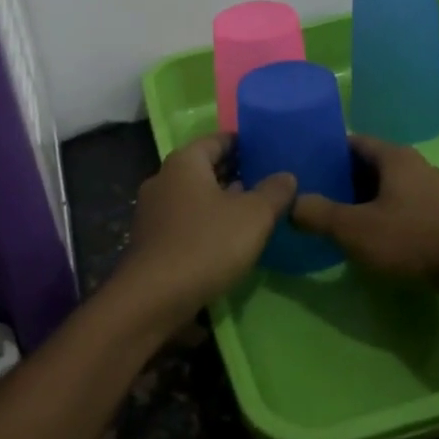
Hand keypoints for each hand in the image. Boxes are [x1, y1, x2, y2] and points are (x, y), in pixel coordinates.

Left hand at [107, 132, 296, 335]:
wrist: (154, 298)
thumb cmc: (207, 244)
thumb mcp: (254, 216)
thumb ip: (274, 192)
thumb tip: (286, 176)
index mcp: (184, 162)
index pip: (217, 140)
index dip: (243, 143)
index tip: (267, 150)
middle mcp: (163, 179)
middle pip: (204, 168)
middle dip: (234, 173)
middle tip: (267, 181)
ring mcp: (153, 211)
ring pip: (194, 196)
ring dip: (221, 201)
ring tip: (254, 211)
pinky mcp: (151, 241)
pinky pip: (185, 221)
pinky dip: (206, 223)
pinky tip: (228, 239)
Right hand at [291, 135, 438, 281]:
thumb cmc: (413, 239)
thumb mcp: (354, 229)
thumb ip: (318, 214)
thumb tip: (291, 203)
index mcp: (395, 156)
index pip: (352, 141)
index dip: (326, 152)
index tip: (303, 168)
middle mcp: (416, 165)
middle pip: (370, 165)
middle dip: (341, 180)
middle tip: (313, 197)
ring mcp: (434, 191)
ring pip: (388, 188)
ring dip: (363, 201)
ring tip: (336, 220)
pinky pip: (405, 208)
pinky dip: (384, 216)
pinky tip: (372, 239)